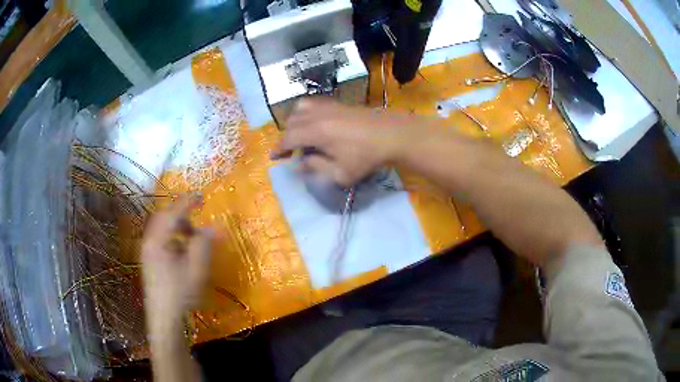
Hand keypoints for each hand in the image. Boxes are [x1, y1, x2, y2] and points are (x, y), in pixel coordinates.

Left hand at [141, 195, 213, 323]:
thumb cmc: (180, 293)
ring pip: (162, 230)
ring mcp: (147, 252)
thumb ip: (203, 245)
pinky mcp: (149, 261)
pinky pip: (161, 240)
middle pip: (164, 218)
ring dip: (177, 228)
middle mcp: (149, 242)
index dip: (187, 202)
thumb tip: (211, 228)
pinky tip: (183, 252)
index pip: (173, 213)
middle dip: (182, 215)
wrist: (164, 318)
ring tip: (192, 239)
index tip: (201, 196)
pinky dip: (173, 239)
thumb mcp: (196, 269)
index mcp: (158, 240)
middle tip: (197, 220)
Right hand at [271, 98, 420, 186]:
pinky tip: (315, 124)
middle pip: (292, 122)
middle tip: (289, 151)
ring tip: (300, 135)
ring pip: (300, 109)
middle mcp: (318, 115)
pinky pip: (314, 103)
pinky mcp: (338, 103)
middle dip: (286, 137)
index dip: (279, 148)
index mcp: (316, 132)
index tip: (274, 157)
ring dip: (294, 122)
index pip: (288, 138)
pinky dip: (306, 113)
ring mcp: (328, 106)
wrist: (392, 134)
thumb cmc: (366, 157)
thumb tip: (299, 163)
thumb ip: (316, 167)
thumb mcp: (341, 173)